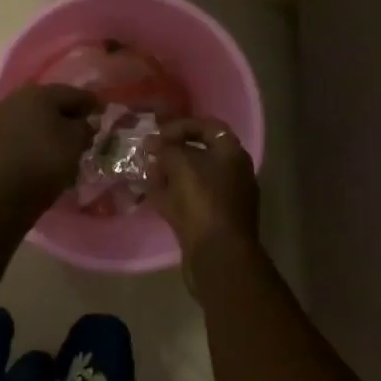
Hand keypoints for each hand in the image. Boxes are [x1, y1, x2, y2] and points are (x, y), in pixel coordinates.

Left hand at [0, 83, 98, 210]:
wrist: (4, 193)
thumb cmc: (46, 161)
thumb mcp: (76, 141)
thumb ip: (85, 126)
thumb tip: (85, 123)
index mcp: (39, 92)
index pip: (72, 93)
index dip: (91, 103)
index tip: (104, 111)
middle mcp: (17, 97)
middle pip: (50, 101)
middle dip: (69, 112)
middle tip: (85, 125)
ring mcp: (1, 116)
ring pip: (34, 115)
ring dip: (50, 123)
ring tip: (66, 139)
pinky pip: (22, 129)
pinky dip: (35, 135)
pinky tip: (46, 147)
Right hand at [145, 117, 261, 260]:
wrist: (218, 254)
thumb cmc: (203, 200)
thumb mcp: (181, 164)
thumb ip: (166, 149)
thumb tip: (153, 143)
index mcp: (233, 154)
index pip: (208, 127)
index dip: (181, 126)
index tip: (157, 133)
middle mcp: (233, 174)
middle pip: (199, 153)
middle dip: (172, 152)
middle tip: (149, 153)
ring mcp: (224, 200)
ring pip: (192, 179)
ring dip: (169, 174)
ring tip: (147, 172)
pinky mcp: (212, 222)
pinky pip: (190, 201)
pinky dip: (171, 196)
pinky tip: (152, 194)